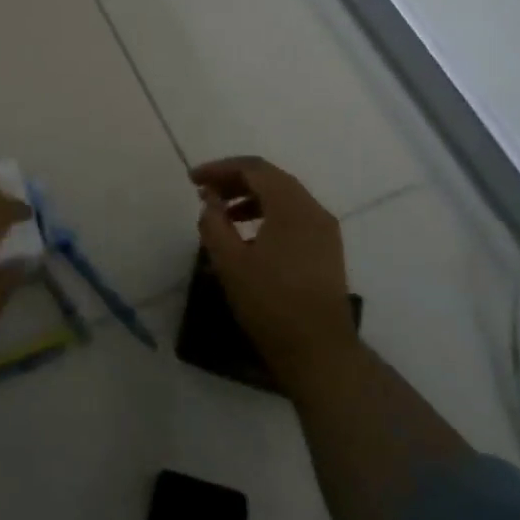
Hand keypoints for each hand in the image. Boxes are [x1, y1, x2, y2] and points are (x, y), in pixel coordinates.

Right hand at [191, 156, 357, 394]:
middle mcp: (313, 210)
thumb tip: (210, 200)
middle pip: (271, 179)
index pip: (254, 169)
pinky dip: (267, 215)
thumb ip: (214, 223)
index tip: (193, 180)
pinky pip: (294, 217)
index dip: (220, 169)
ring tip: (221, 215)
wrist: (318, 351)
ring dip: (250, 198)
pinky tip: (248, 236)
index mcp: (291, 207)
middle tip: (204, 192)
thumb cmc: (269, 303)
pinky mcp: (326, 250)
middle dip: (234, 180)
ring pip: (284, 197)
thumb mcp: (229, 262)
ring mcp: (324, 230)